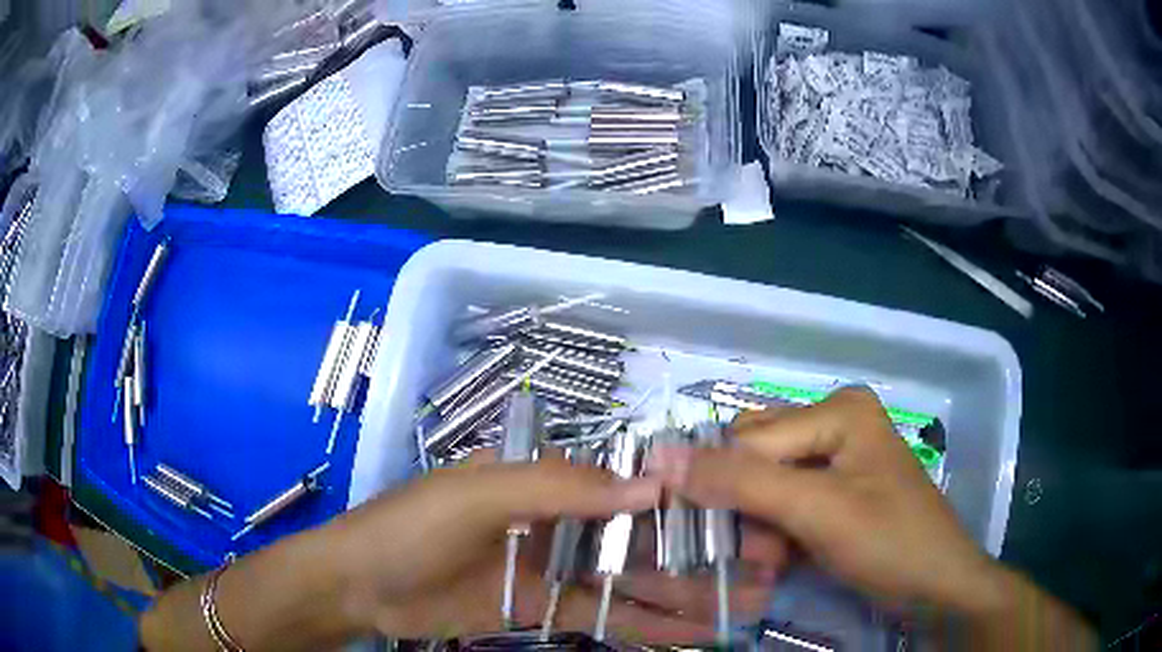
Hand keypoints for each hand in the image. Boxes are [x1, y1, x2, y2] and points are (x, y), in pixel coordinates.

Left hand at [334, 455, 783, 641]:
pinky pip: (608, 616)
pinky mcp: (546, 609)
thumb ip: (560, 487)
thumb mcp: (480, 496)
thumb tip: (651, 485)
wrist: (362, 584)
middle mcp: (562, 520)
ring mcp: (557, 568)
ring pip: (635, 580)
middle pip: (645, 537)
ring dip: (689, 592)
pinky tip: (695, 633)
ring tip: (746, 602)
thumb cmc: (413, 527)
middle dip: (704, 552)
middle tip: (764, 565)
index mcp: (548, 480)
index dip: (690, 499)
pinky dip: (650, 625)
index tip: (744, 513)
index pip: (632, 484)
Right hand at [647, 387, 999, 613]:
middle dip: (749, 509)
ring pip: (764, 483)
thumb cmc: (888, 543)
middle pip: (755, 457)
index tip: (734, 541)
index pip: (749, 441)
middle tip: (765, 551)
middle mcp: (835, 421)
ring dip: (761, 526)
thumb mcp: (815, 511)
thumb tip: (660, 456)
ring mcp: (838, 456)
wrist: (935, 588)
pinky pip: (784, 500)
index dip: (731, 490)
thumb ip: (740, 482)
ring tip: (778, 561)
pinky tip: (788, 557)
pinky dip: (777, 532)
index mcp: (837, 408)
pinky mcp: (837, 489)